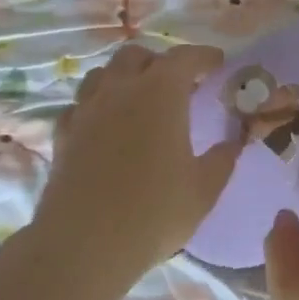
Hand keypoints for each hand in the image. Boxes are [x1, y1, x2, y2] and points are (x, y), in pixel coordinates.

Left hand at [34, 42, 241, 282]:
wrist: (85, 243)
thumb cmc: (155, 212)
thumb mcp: (203, 189)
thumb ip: (222, 159)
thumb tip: (234, 141)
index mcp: (160, 94)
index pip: (184, 57)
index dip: (203, 56)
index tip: (217, 63)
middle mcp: (119, 90)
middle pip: (136, 56)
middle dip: (159, 62)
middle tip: (178, 84)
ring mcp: (86, 110)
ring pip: (102, 74)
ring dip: (124, 77)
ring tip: (139, 99)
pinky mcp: (64, 134)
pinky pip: (81, 104)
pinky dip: (97, 105)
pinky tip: (106, 125)